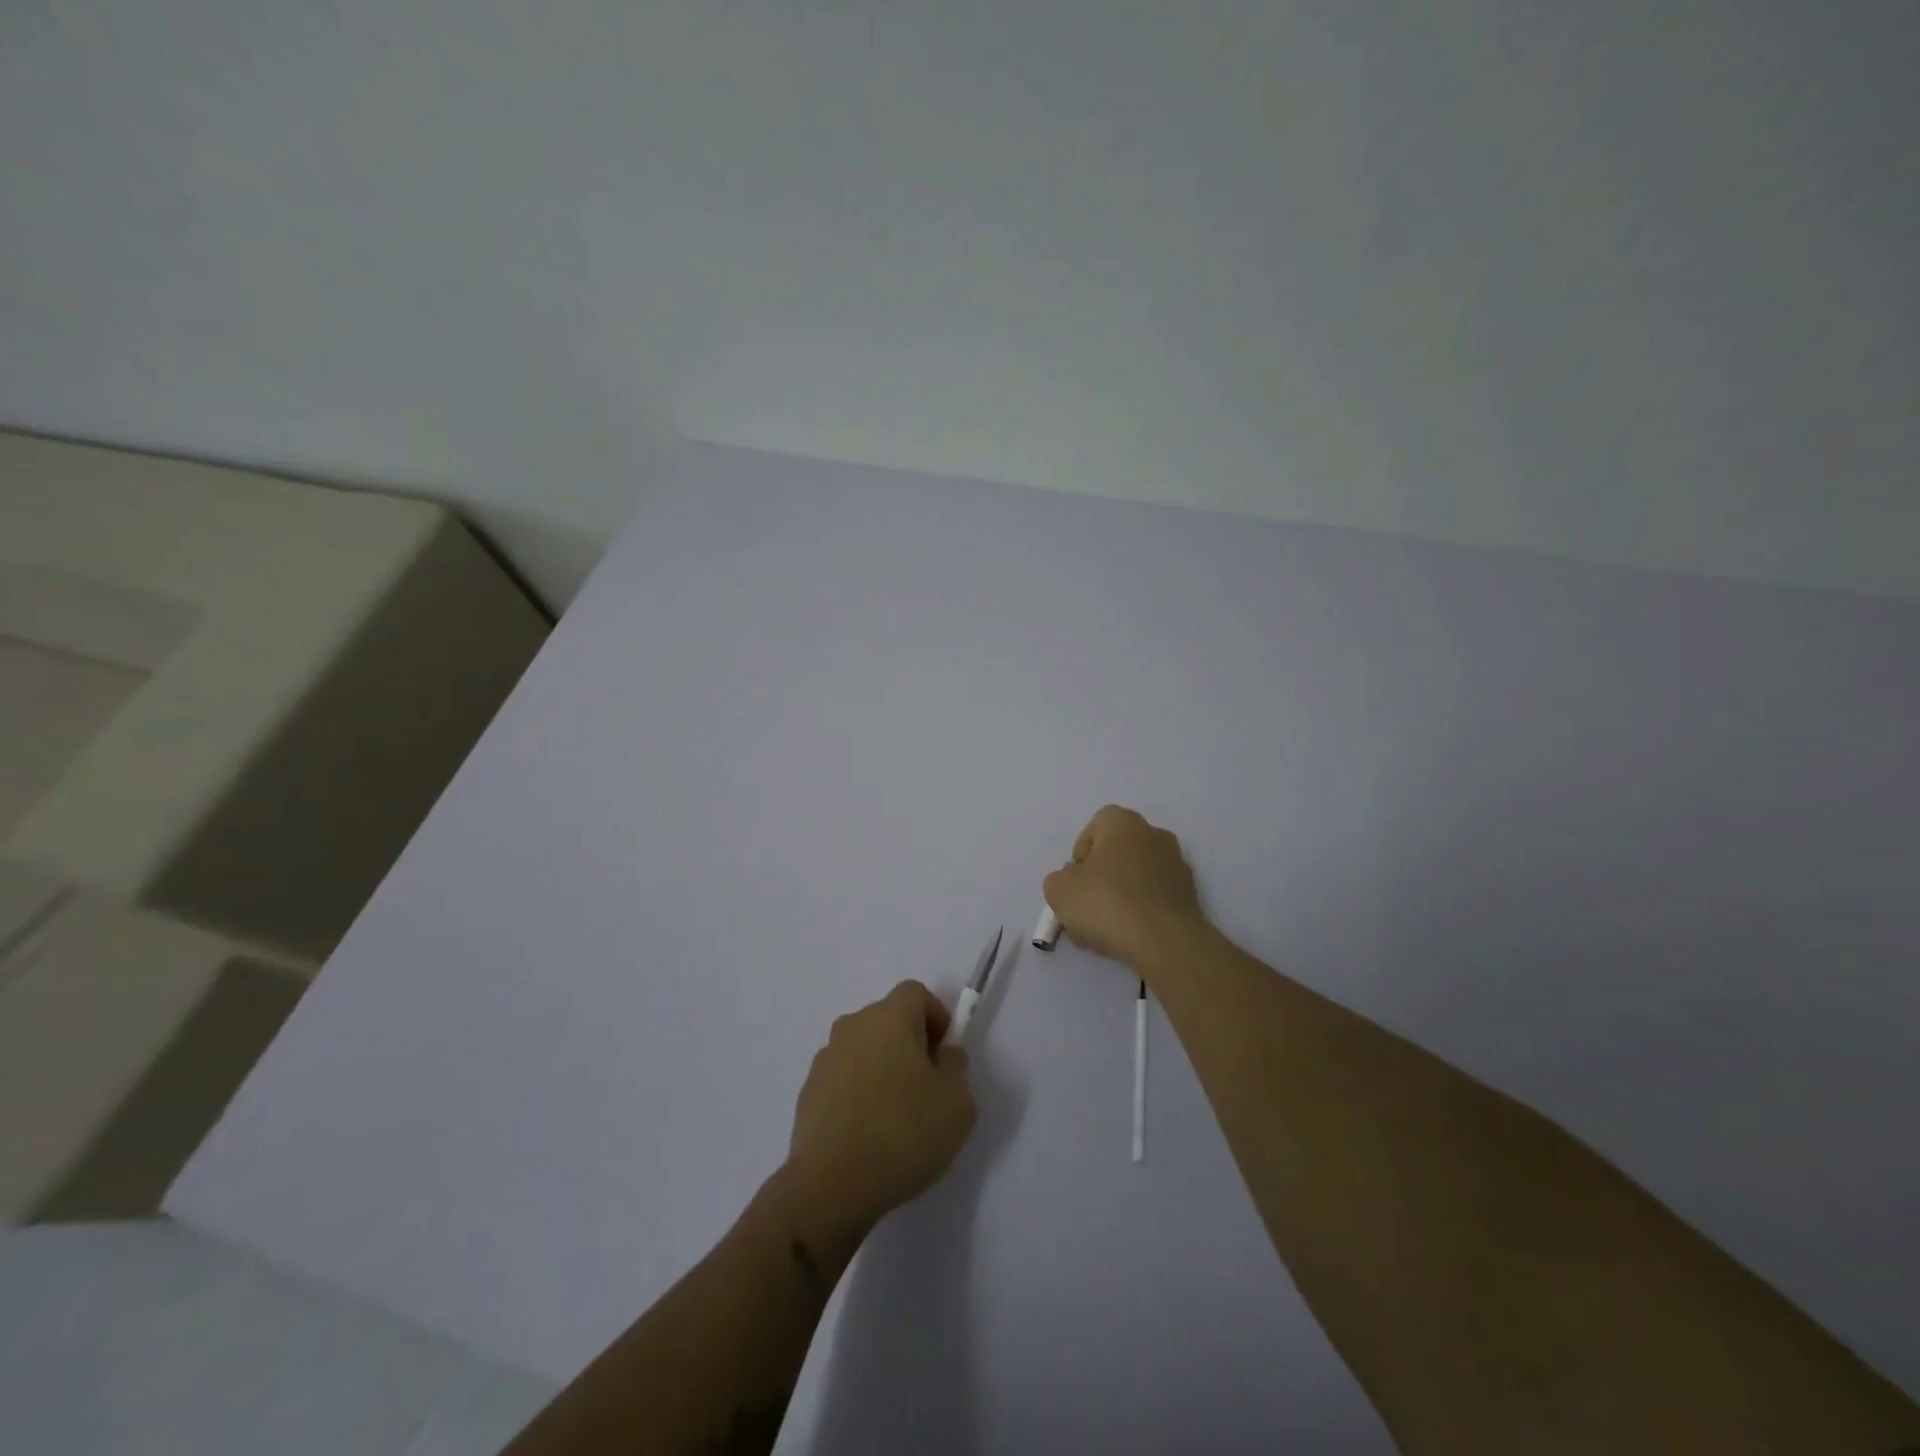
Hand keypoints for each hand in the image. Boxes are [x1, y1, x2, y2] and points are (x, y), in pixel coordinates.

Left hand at [786, 981, 975, 1231]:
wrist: (831, 1185)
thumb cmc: (903, 1133)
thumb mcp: (957, 1104)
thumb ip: (955, 1068)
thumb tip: (943, 1055)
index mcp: (889, 1018)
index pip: (915, 993)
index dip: (935, 1016)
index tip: (944, 1054)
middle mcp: (853, 1027)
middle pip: (887, 1020)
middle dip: (910, 1043)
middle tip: (926, 1086)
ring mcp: (825, 1059)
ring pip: (864, 1049)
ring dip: (882, 1068)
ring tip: (896, 1116)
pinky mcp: (808, 1092)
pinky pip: (843, 1079)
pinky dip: (858, 1093)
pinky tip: (868, 1134)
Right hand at [1043, 805, 1205, 970]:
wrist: (1165, 942)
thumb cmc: (1107, 903)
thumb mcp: (1059, 890)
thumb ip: (1059, 880)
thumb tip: (1074, 882)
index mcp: (1124, 823)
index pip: (1095, 827)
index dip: (1080, 854)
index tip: (1075, 882)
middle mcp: (1154, 835)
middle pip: (1116, 853)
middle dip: (1099, 879)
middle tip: (1086, 909)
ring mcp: (1177, 865)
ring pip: (1136, 878)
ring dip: (1119, 898)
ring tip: (1105, 931)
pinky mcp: (1189, 896)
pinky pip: (1154, 898)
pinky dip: (1140, 913)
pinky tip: (1129, 937)